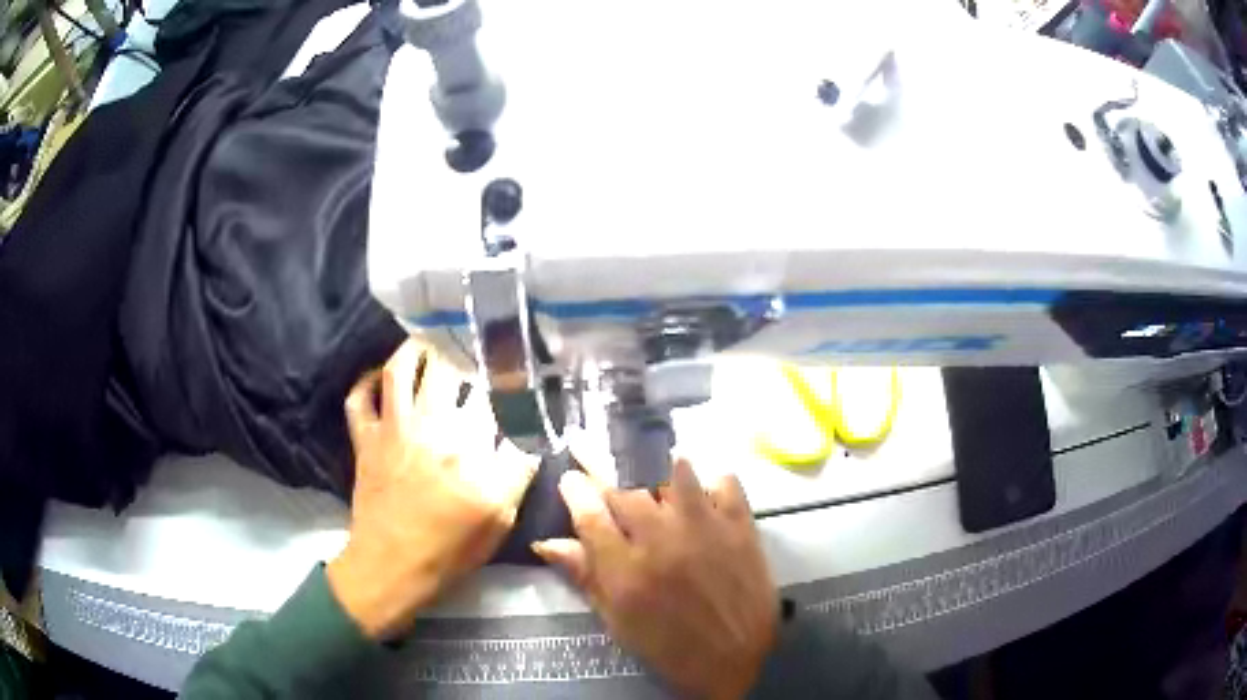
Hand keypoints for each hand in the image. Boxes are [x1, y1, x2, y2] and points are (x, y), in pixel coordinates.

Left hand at [327, 338, 537, 640]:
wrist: (392, 566)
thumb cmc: (450, 550)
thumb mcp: (499, 520)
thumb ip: (517, 474)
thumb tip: (529, 439)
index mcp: (469, 450)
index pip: (492, 399)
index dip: (505, 380)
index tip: (515, 375)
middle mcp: (430, 428)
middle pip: (446, 371)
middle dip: (461, 355)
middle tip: (472, 352)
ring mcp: (392, 430)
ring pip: (399, 371)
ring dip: (414, 351)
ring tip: (429, 344)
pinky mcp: (366, 440)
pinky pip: (358, 399)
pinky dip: (365, 382)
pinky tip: (379, 379)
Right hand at [533, 460, 778, 699]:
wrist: (741, 659)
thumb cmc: (671, 647)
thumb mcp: (619, 622)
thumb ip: (585, 578)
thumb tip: (548, 543)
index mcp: (625, 571)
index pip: (589, 514)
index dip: (575, 490)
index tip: (570, 479)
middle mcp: (661, 540)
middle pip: (627, 491)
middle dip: (610, 483)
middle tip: (613, 492)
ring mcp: (704, 528)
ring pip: (675, 475)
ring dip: (662, 477)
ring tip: (660, 490)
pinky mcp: (740, 525)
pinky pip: (725, 482)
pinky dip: (713, 483)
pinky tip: (706, 495)